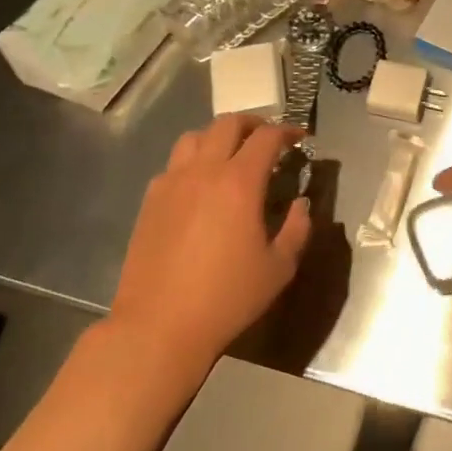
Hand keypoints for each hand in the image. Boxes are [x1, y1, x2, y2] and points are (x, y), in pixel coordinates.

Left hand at [109, 115, 311, 369]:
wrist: (158, 327)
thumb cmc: (227, 298)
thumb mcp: (279, 268)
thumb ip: (297, 228)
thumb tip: (300, 204)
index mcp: (239, 182)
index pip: (267, 137)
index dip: (288, 131)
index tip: (301, 138)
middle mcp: (204, 171)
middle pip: (228, 124)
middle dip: (254, 123)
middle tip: (269, 139)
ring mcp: (171, 183)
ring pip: (194, 137)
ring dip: (218, 137)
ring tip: (232, 155)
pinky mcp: (150, 201)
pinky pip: (173, 164)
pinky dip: (193, 161)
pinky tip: (201, 187)